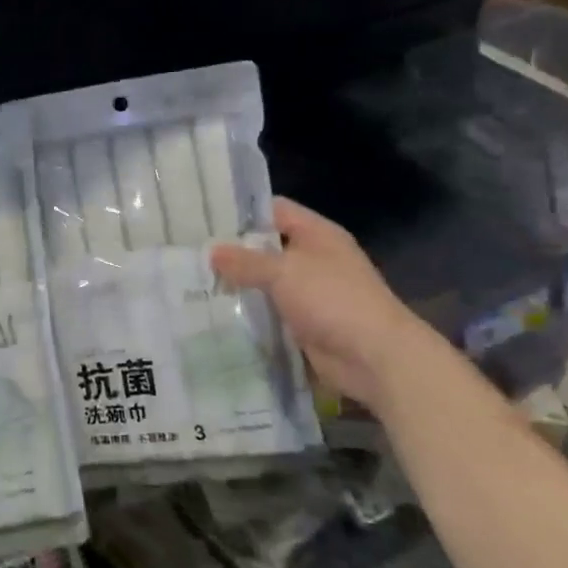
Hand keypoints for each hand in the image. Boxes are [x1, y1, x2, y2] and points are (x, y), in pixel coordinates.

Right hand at [211, 198, 433, 413]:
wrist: (376, 358)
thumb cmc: (333, 300)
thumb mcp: (284, 272)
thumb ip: (245, 261)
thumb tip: (211, 251)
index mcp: (317, 234)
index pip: (274, 210)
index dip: (241, 211)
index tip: (204, 217)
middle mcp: (314, 258)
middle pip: (267, 246)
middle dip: (233, 251)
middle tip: (191, 252)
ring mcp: (311, 292)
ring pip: (266, 281)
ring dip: (239, 284)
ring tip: (195, 281)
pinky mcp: (305, 323)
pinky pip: (271, 311)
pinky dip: (250, 312)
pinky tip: (217, 312)